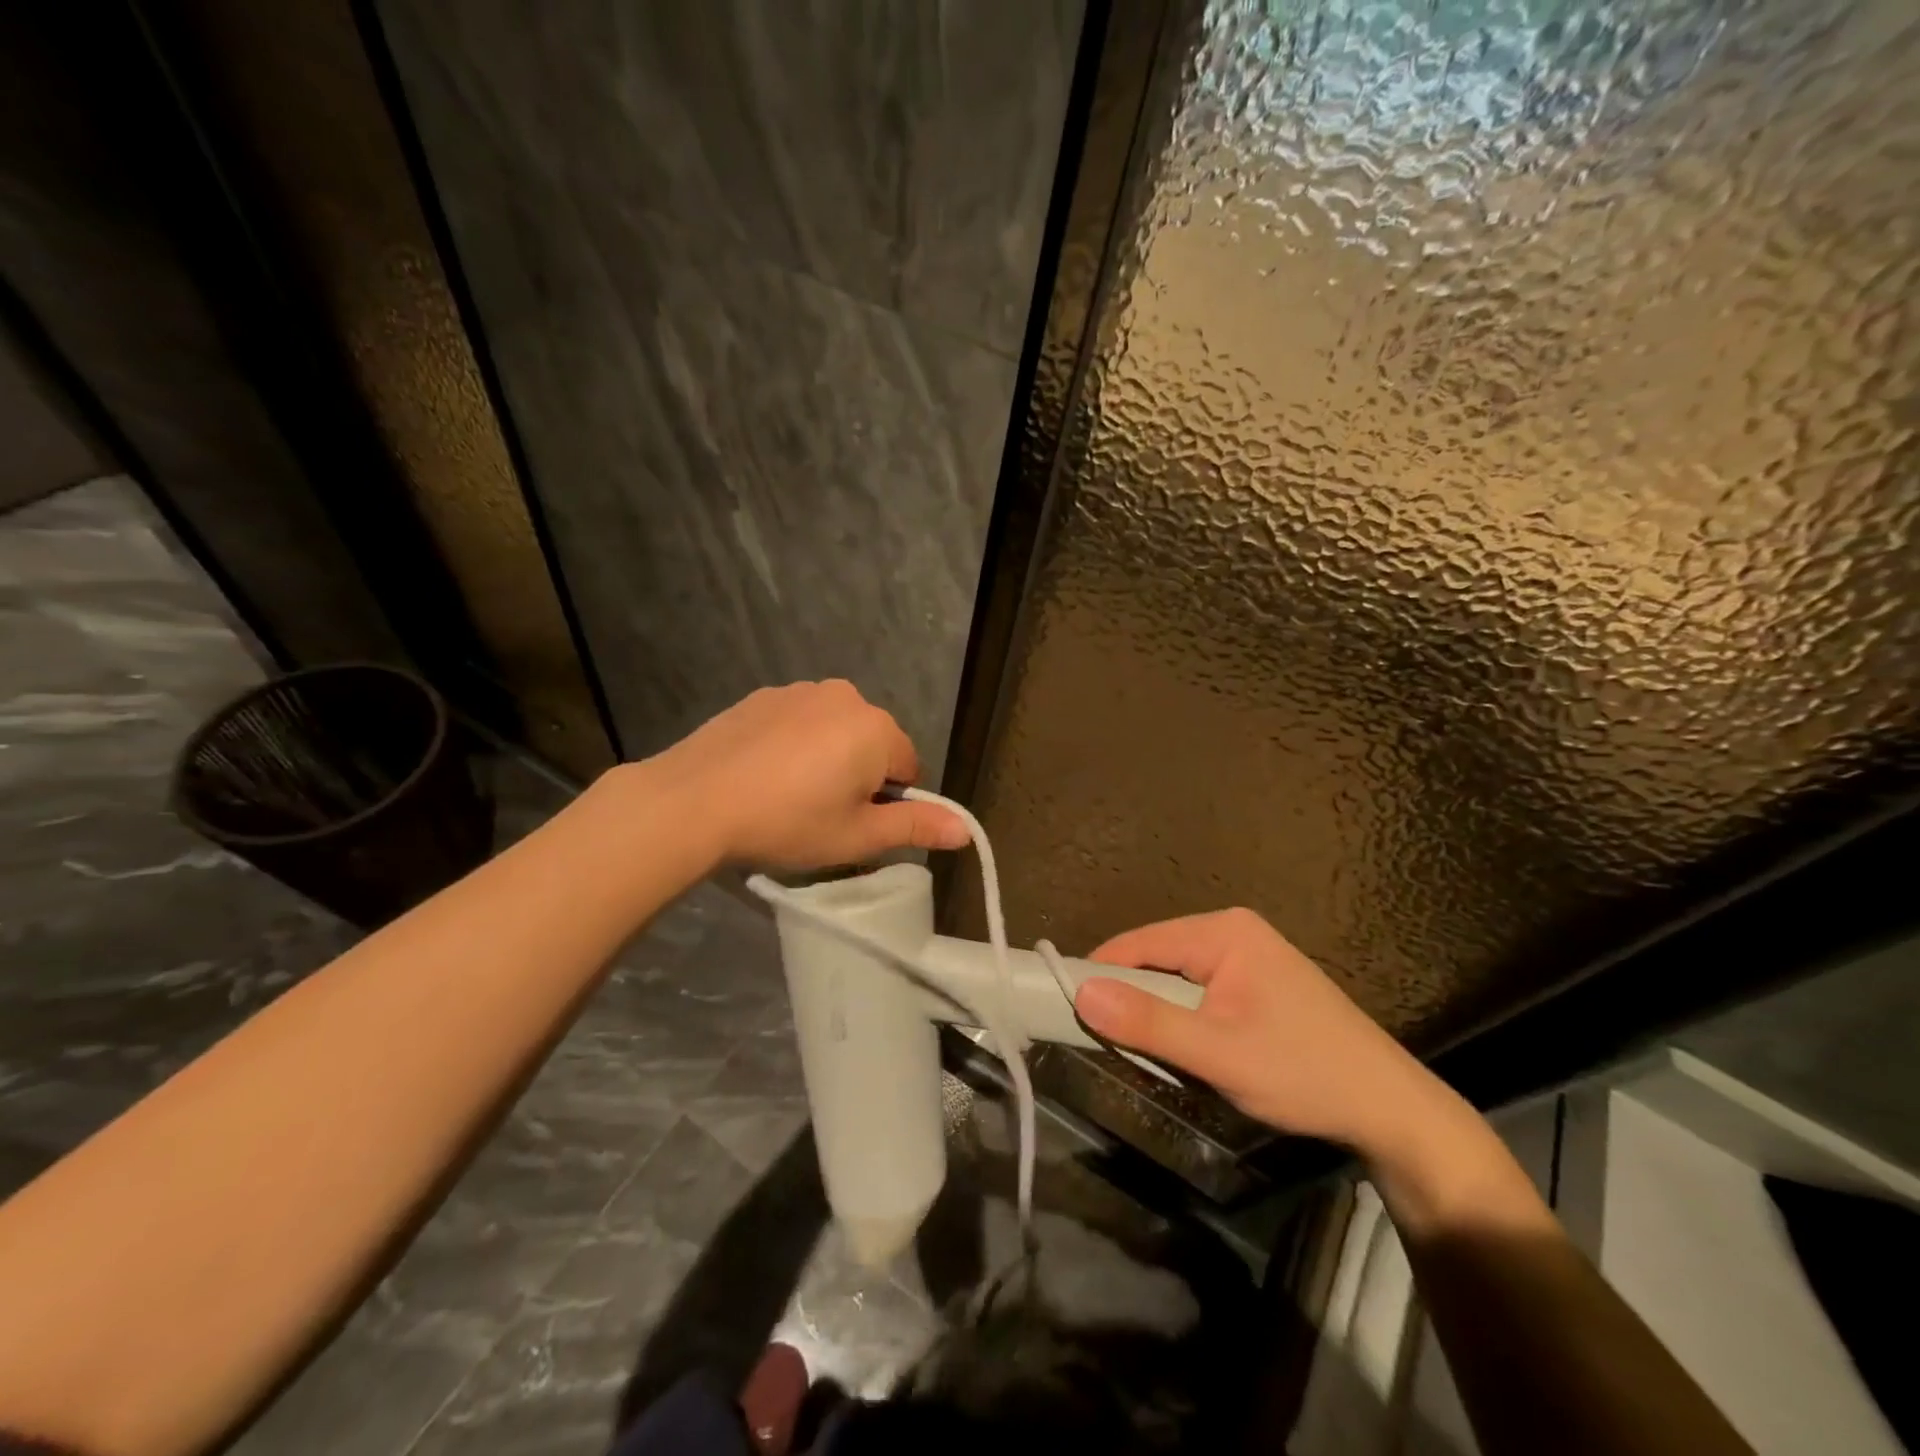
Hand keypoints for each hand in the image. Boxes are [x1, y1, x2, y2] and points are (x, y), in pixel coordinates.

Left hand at [644, 680, 968, 869]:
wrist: (695, 800)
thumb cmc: (788, 822)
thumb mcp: (858, 836)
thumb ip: (916, 827)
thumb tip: (966, 830)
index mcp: (877, 729)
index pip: (909, 769)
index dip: (888, 803)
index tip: (853, 824)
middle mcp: (847, 697)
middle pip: (873, 744)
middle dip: (859, 776)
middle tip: (821, 813)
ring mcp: (801, 691)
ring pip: (835, 731)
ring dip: (827, 757)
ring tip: (789, 794)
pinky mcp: (764, 695)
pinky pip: (800, 721)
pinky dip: (794, 744)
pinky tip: (764, 773)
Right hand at [1074, 908, 1442, 1157]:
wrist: (1390, 1110)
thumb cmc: (1304, 1073)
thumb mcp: (1219, 1053)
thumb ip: (1149, 1023)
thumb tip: (1082, 993)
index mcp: (1224, 931)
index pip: (1139, 942)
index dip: (1100, 973)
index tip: (1065, 1007)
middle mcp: (1233, 930)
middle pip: (1155, 956)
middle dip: (1129, 995)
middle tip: (1104, 1039)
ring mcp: (1248, 954)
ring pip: (1174, 976)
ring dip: (1155, 1009)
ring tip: (1140, 1047)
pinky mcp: (1256, 981)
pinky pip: (1197, 988)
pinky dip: (1180, 1014)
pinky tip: (1181, 1044)